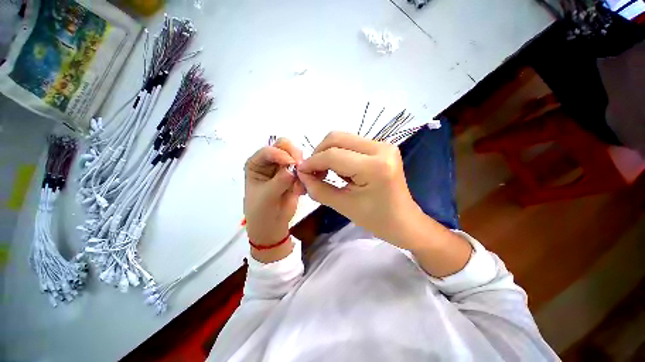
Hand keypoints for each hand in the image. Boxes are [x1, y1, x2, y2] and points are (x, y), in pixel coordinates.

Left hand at [244, 138, 303, 248]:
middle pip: (285, 146)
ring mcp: (284, 167)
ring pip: (297, 156)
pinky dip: (307, 174)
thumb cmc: (262, 211)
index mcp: (257, 163)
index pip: (269, 150)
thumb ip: (280, 180)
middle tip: (301, 167)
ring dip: (302, 165)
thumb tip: (294, 169)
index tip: (292, 164)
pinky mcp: (296, 175)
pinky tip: (303, 189)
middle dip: (294, 155)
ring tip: (301, 182)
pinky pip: (305, 169)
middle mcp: (270, 162)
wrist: (272, 226)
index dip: (281, 155)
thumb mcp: (267, 196)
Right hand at [297, 131, 421, 248]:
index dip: (313, 162)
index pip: (334, 155)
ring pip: (343, 138)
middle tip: (313, 172)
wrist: (404, 221)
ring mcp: (384, 145)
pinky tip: (339, 170)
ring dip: (328, 153)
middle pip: (337, 138)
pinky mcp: (382, 147)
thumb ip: (318, 189)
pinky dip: (339, 154)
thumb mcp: (344, 206)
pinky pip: (352, 144)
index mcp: (375, 167)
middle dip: (319, 154)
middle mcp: (381, 148)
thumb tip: (301, 174)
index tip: (300, 171)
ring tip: (325, 173)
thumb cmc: (377, 220)